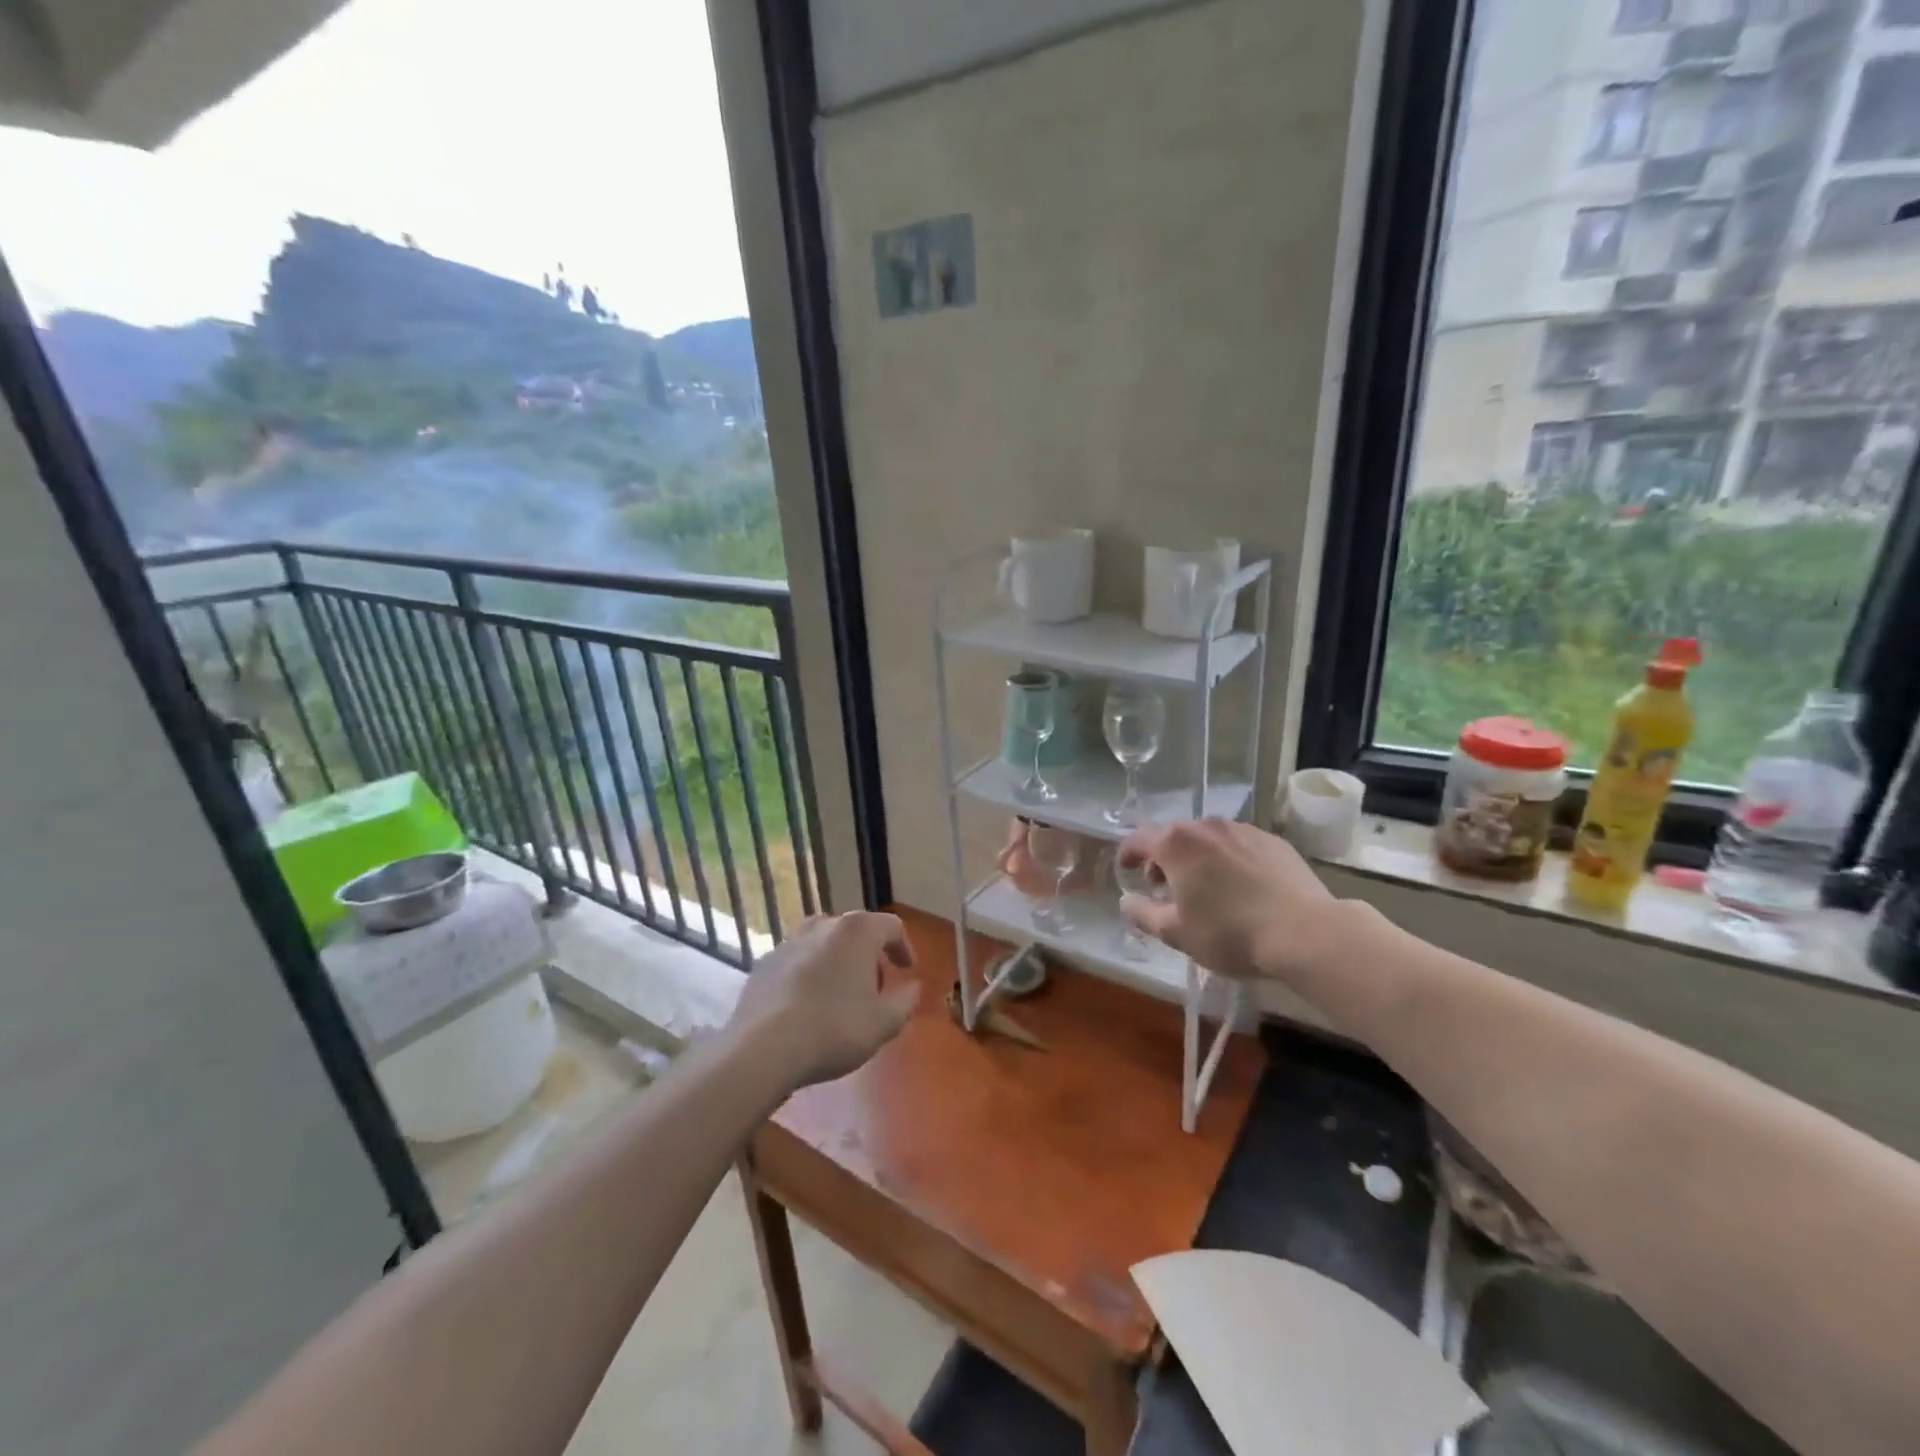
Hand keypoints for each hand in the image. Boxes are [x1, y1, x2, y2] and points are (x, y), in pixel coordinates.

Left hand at [726, 912, 919, 1089]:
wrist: (764, 1048)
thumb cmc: (835, 1029)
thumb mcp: (884, 1023)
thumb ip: (905, 1001)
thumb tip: (913, 988)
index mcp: (858, 931)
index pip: (892, 926)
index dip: (904, 947)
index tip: (907, 971)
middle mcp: (823, 925)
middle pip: (856, 931)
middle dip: (869, 955)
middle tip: (875, 986)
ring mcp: (789, 941)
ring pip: (823, 943)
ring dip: (837, 961)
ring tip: (840, 993)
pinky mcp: (765, 962)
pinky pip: (797, 961)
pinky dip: (809, 974)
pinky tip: (808, 1004)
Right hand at [1116, 819, 1337, 981]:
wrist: (1306, 933)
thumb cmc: (1230, 933)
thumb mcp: (1176, 933)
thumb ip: (1143, 914)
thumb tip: (1127, 901)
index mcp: (1176, 844)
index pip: (1138, 839)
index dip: (1126, 854)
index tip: (1125, 870)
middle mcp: (1207, 827)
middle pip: (1173, 836)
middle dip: (1162, 857)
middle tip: (1163, 885)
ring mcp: (1243, 830)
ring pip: (1208, 838)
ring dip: (1197, 857)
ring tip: (1204, 886)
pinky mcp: (1273, 841)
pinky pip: (1238, 845)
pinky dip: (1228, 859)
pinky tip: (1240, 886)